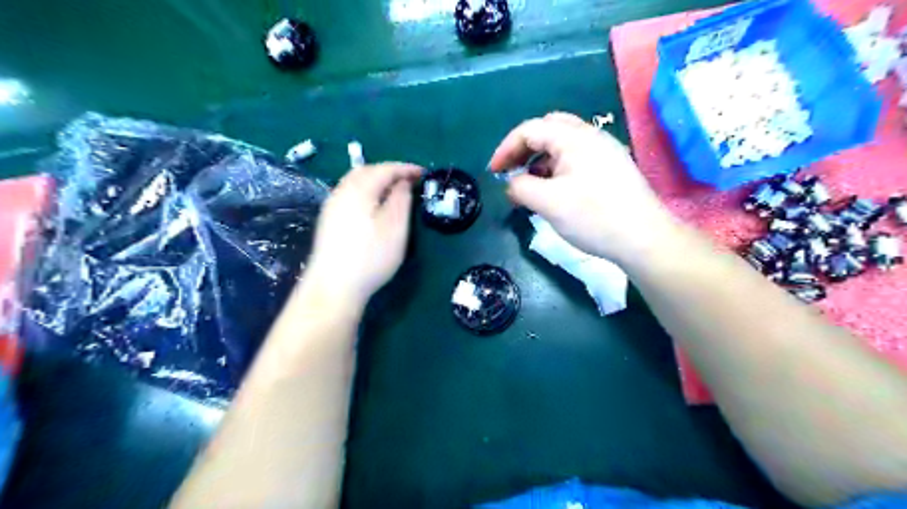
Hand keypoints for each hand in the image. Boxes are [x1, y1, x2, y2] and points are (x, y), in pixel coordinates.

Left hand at [299, 165, 422, 311]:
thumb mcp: (395, 227)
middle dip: (389, 171)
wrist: (334, 286)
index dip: (406, 168)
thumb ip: (401, 199)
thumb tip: (402, 182)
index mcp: (359, 189)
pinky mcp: (329, 221)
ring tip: (394, 191)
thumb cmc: (371, 256)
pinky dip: (366, 192)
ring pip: (355, 183)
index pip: (385, 169)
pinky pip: (350, 195)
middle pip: (366, 171)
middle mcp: (341, 192)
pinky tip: (374, 206)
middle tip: (409, 180)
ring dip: (376, 181)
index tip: (424, 173)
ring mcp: (332, 207)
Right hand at [488, 111, 672, 263]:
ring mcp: (604, 151)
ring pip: (562, 145)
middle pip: (548, 129)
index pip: (530, 130)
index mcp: (574, 138)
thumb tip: (511, 184)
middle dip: (524, 148)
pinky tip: (553, 190)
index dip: (506, 148)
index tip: (493, 172)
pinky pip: (576, 159)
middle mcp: (590, 136)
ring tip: (529, 184)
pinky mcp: (611, 168)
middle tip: (511, 170)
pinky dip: (556, 168)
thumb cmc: (593, 217)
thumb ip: (521, 187)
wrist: (643, 238)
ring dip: (540, 159)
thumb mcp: (548, 203)